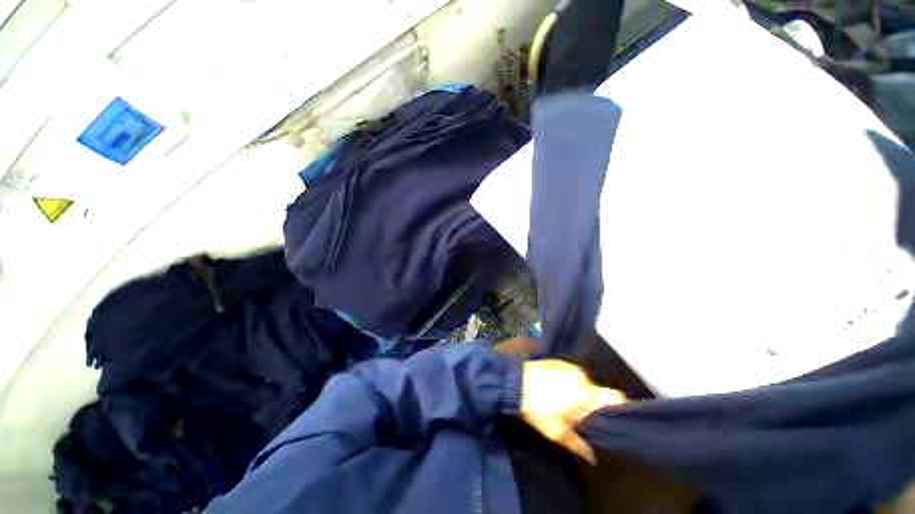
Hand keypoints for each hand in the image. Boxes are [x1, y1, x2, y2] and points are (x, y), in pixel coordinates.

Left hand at [520, 359, 626, 463]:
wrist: (515, 382)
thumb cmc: (537, 409)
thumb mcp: (557, 432)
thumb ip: (579, 445)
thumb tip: (594, 458)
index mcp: (587, 393)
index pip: (617, 397)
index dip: (620, 408)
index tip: (614, 419)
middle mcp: (582, 376)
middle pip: (599, 392)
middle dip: (594, 404)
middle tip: (583, 416)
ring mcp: (570, 366)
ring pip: (585, 382)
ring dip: (581, 392)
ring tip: (567, 403)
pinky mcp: (559, 361)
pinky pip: (572, 373)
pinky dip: (570, 382)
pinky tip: (557, 389)